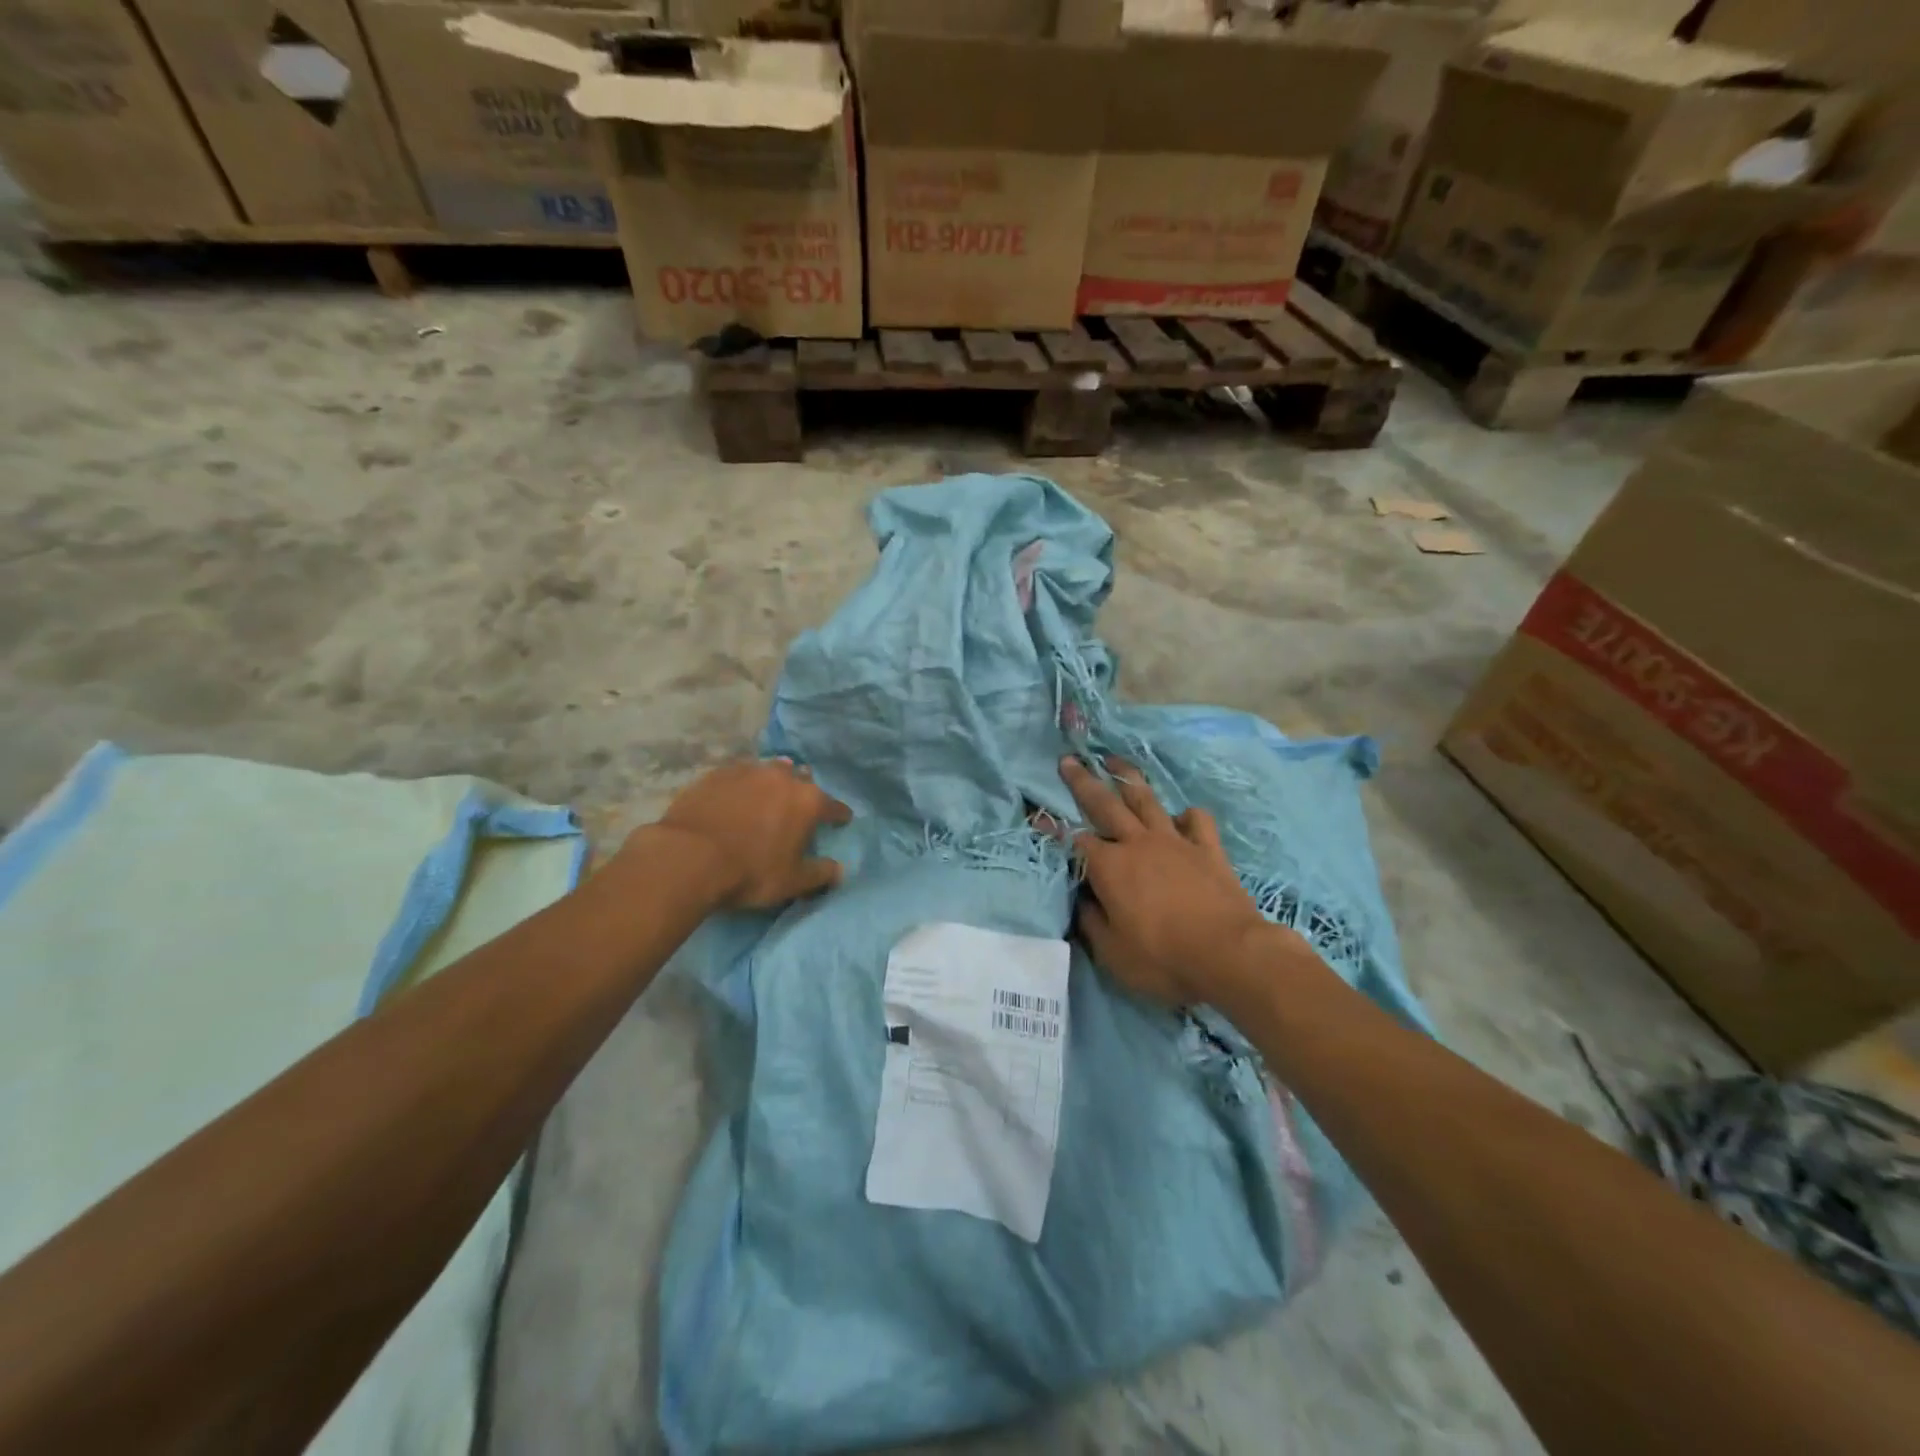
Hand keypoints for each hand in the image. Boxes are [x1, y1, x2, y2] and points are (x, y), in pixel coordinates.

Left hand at [647, 758, 852, 909]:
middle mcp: (782, 777)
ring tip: (769, 792)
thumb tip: (839, 870)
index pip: (833, 806)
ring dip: (774, 780)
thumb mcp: (791, 882)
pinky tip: (736, 794)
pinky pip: (738, 774)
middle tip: (800, 805)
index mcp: (807, 801)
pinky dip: (743, 783)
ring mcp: (747, 771)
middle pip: (801, 779)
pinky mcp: (716, 774)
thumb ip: (820, 874)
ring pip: (769, 770)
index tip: (842, 820)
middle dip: (804, 790)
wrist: (689, 858)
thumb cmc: (750, 872)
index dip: (839, 815)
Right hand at [1060, 756, 1288, 1005]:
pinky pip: (1196, 820)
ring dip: (1127, 778)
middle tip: (1069, 760)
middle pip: (1105, 804)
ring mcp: (1175, 841)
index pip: (1074, 840)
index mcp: (1109, 867)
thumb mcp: (1112, 952)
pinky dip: (1185, 815)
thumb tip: (1081, 900)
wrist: (1230, 954)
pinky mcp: (1207, 849)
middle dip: (1083, 781)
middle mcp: (1138, 843)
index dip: (1053, 828)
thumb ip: (1091, 922)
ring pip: (1147, 800)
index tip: (1037, 813)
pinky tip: (1179, 816)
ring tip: (1114, 760)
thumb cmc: (1164, 958)